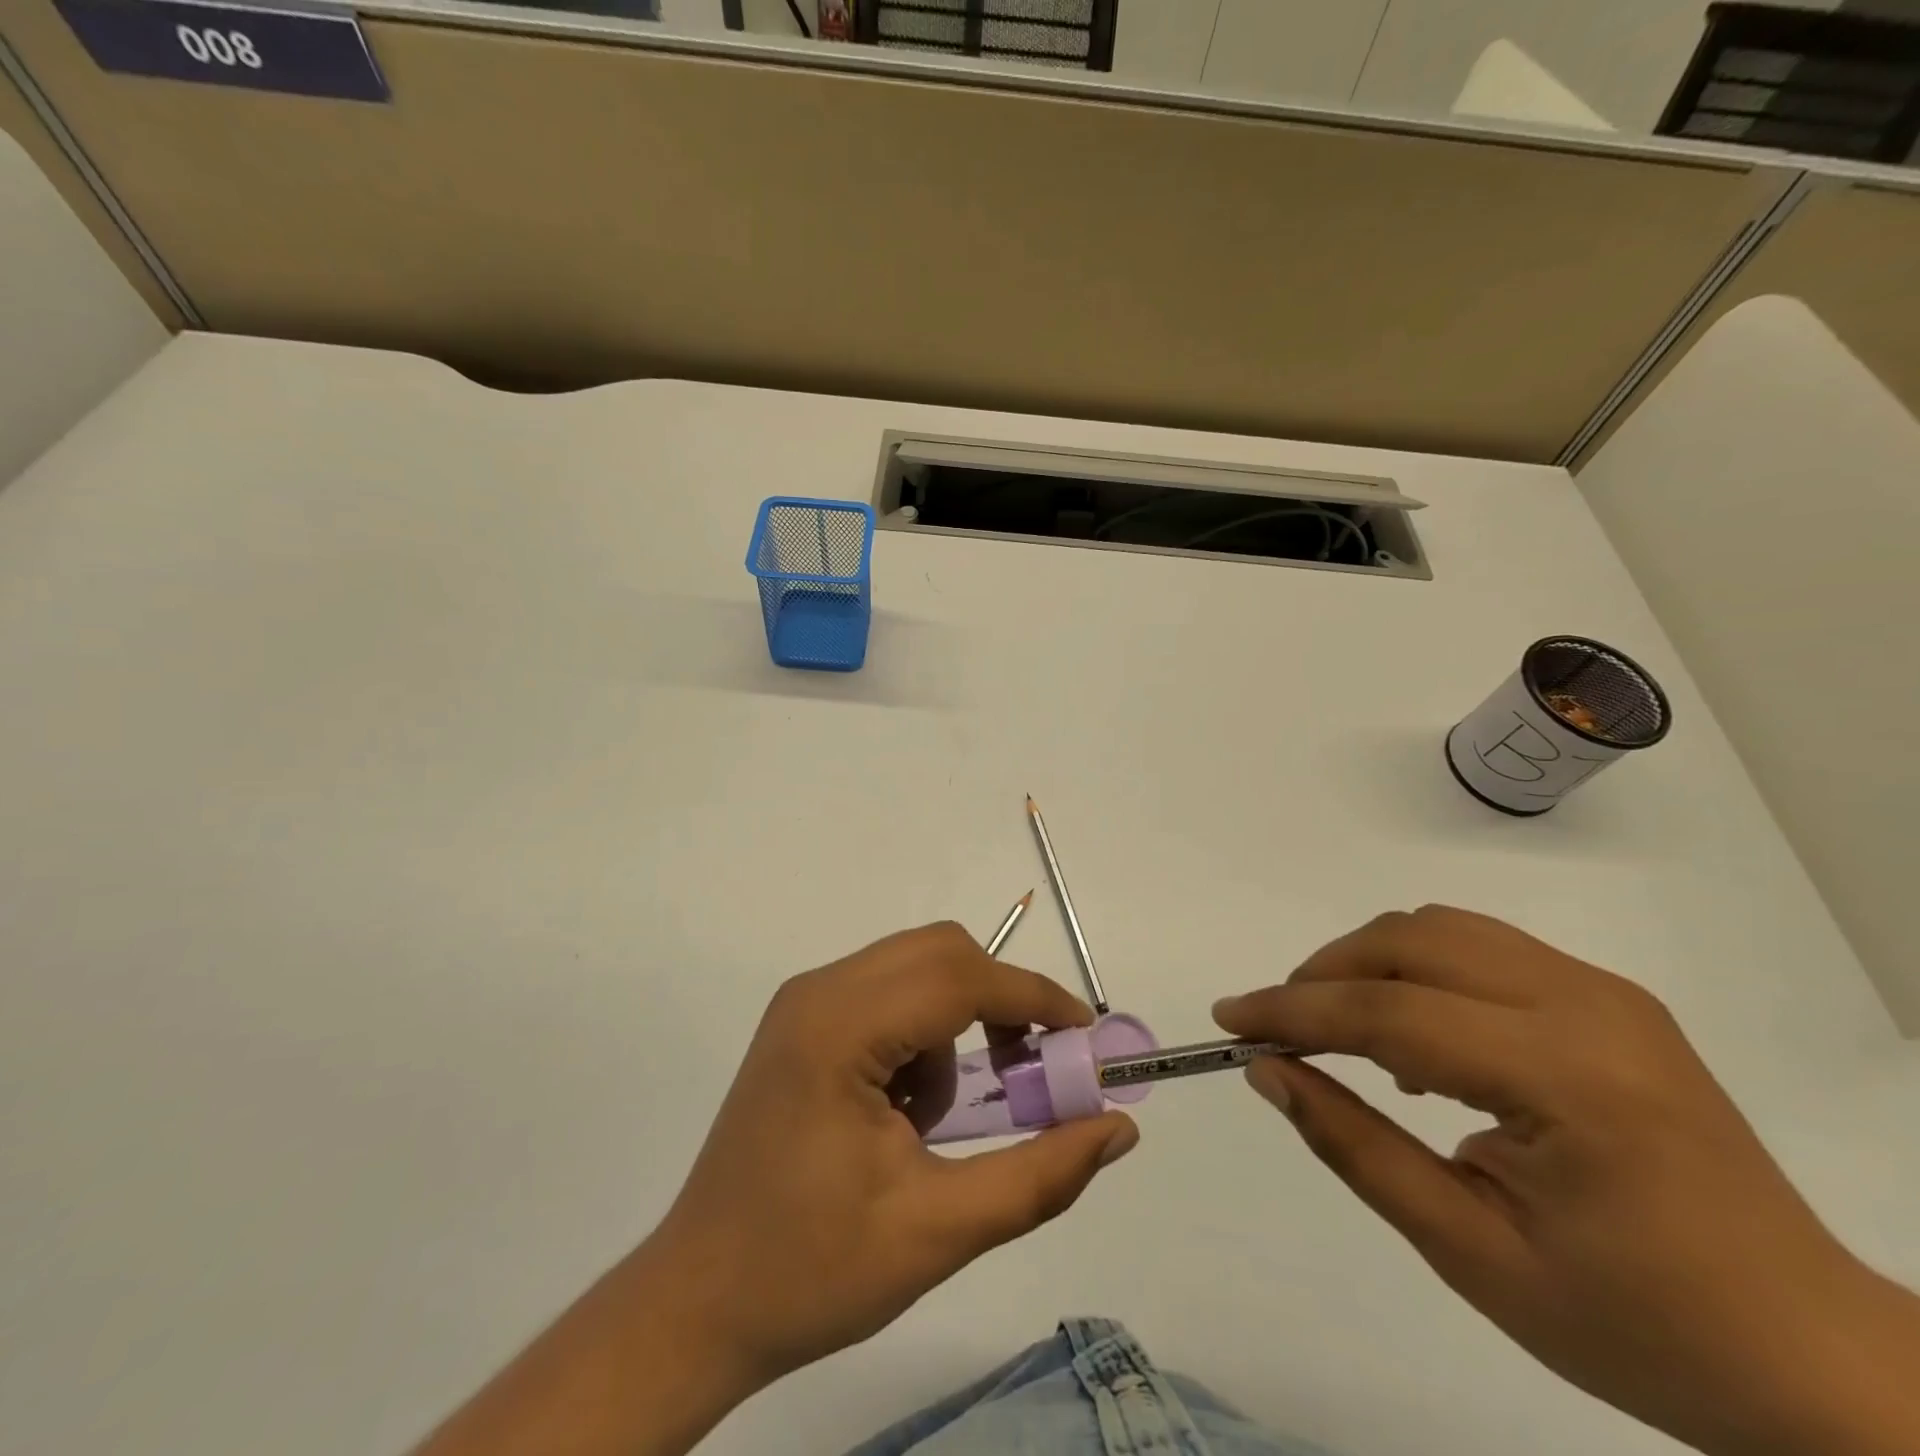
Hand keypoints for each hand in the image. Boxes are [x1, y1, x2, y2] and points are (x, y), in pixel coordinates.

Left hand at [413, 923, 1136, 1455]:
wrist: (698, 1303)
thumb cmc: (812, 1272)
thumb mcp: (939, 1232)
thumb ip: (1040, 1175)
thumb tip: (1118, 1126)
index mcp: (840, 1029)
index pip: (959, 977)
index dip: (1033, 999)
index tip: (1085, 1040)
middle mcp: (818, 992)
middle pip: (939, 953)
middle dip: (998, 1000)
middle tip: (1028, 1071)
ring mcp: (804, 1002)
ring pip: (915, 968)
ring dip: (955, 1023)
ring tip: (938, 1117)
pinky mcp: (801, 1021)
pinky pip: (886, 993)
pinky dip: (920, 1033)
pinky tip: (900, 1110)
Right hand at [1214, 906, 1919, 1455]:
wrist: (1818, 1362)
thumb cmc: (1640, 1327)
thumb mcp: (1471, 1253)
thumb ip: (1355, 1147)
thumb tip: (1269, 1072)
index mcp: (1565, 1080)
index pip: (1388, 1013)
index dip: (1292, 1011)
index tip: (1229, 1019)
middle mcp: (1587, 1007)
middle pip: (1411, 942)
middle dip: (1325, 974)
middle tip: (1281, 1028)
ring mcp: (1605, 992)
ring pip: (1441, 928)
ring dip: (1368, 962)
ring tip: (1339, 1027)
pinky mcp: (1610, 997)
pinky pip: (1481, 947)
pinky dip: (1419, 969)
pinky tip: (1416, 1036)